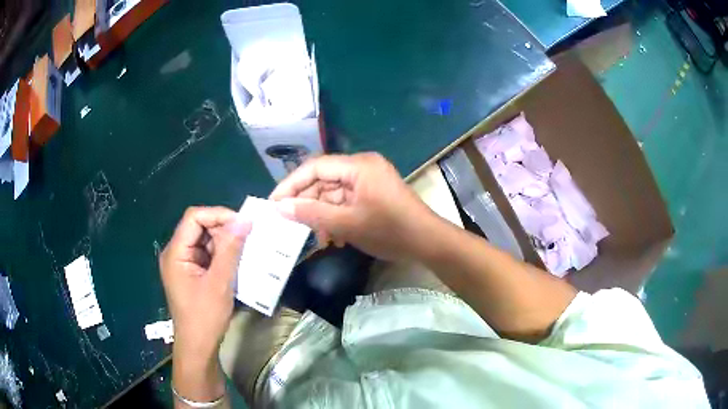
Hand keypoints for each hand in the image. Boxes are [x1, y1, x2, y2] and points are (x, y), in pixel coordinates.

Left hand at [159, 206, 248, 402]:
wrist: (198, 347)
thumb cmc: (205, 317)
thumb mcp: (220, 282)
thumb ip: (230, 249)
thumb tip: (244, 220)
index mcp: (176, 252)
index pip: (194, 218)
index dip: (218, 215)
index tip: (242, 224)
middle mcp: (176, 253)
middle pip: (199, 227)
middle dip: (223, 230)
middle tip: (247, 239)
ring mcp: (182, 264)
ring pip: (204, 241)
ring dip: (224, 244)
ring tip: (245, 250)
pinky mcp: (190, 273)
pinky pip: (206, 255)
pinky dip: (221, 256)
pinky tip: (236, 263)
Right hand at [270, 153, 434, 260]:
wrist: (427, 243)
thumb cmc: (389, 230)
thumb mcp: (346, 223)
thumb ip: (311, 213)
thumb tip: (280, 207)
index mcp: (358, 166)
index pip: (315, 167)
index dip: (291, 184)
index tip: (273, 203)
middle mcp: (362, 167)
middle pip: (323, 180)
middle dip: (306, 203)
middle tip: (289, 223)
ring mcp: (368, 181)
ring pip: (333, 194)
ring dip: (322, 215)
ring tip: (315, 236)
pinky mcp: (372, 195)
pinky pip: (346, 202)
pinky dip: (336, 218)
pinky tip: (333, 237)